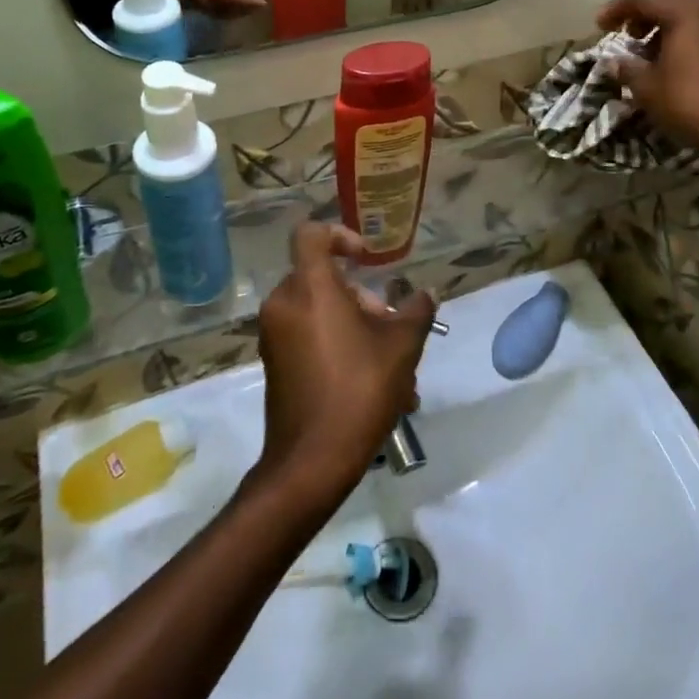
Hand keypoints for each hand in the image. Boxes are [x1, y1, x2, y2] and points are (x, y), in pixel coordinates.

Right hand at [154, 0, 268, 18]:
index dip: (245, 0)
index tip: (264, 2)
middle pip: (217, 6)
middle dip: (241, 9)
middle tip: (258, 4)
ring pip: (210, 12)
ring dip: (232, 13)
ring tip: (246, 3)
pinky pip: (202, 11)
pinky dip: (219, 11)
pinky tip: (230, 3)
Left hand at [253, 225, 435, 503]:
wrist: (310, 463)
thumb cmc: (358, 391)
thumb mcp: (401, 347)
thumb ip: (416, 311)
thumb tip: (425, 294)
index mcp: (310, 288)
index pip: (310, 234)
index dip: (339, 235)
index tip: (365, 260)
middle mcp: (284, 304)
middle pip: (323, 278)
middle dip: (362, 298)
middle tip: (391, 327)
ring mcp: (274, 336)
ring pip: (321, 312)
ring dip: (357, 328)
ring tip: (395, 368)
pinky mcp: (274, 363)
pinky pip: (309, 337)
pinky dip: (338, 346)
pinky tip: (375, 385)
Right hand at [597, 0, 698, 165]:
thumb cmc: (688, 103)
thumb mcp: (646, 87)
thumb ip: (627, 68)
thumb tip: (614, 62)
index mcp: (683, 11)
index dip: (616, 7)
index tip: (600, 27)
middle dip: (646, 7)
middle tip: (630, 31)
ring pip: (692, 7)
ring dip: (667, 20)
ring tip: (650, 50)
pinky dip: (686, 32)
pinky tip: (676, 61)